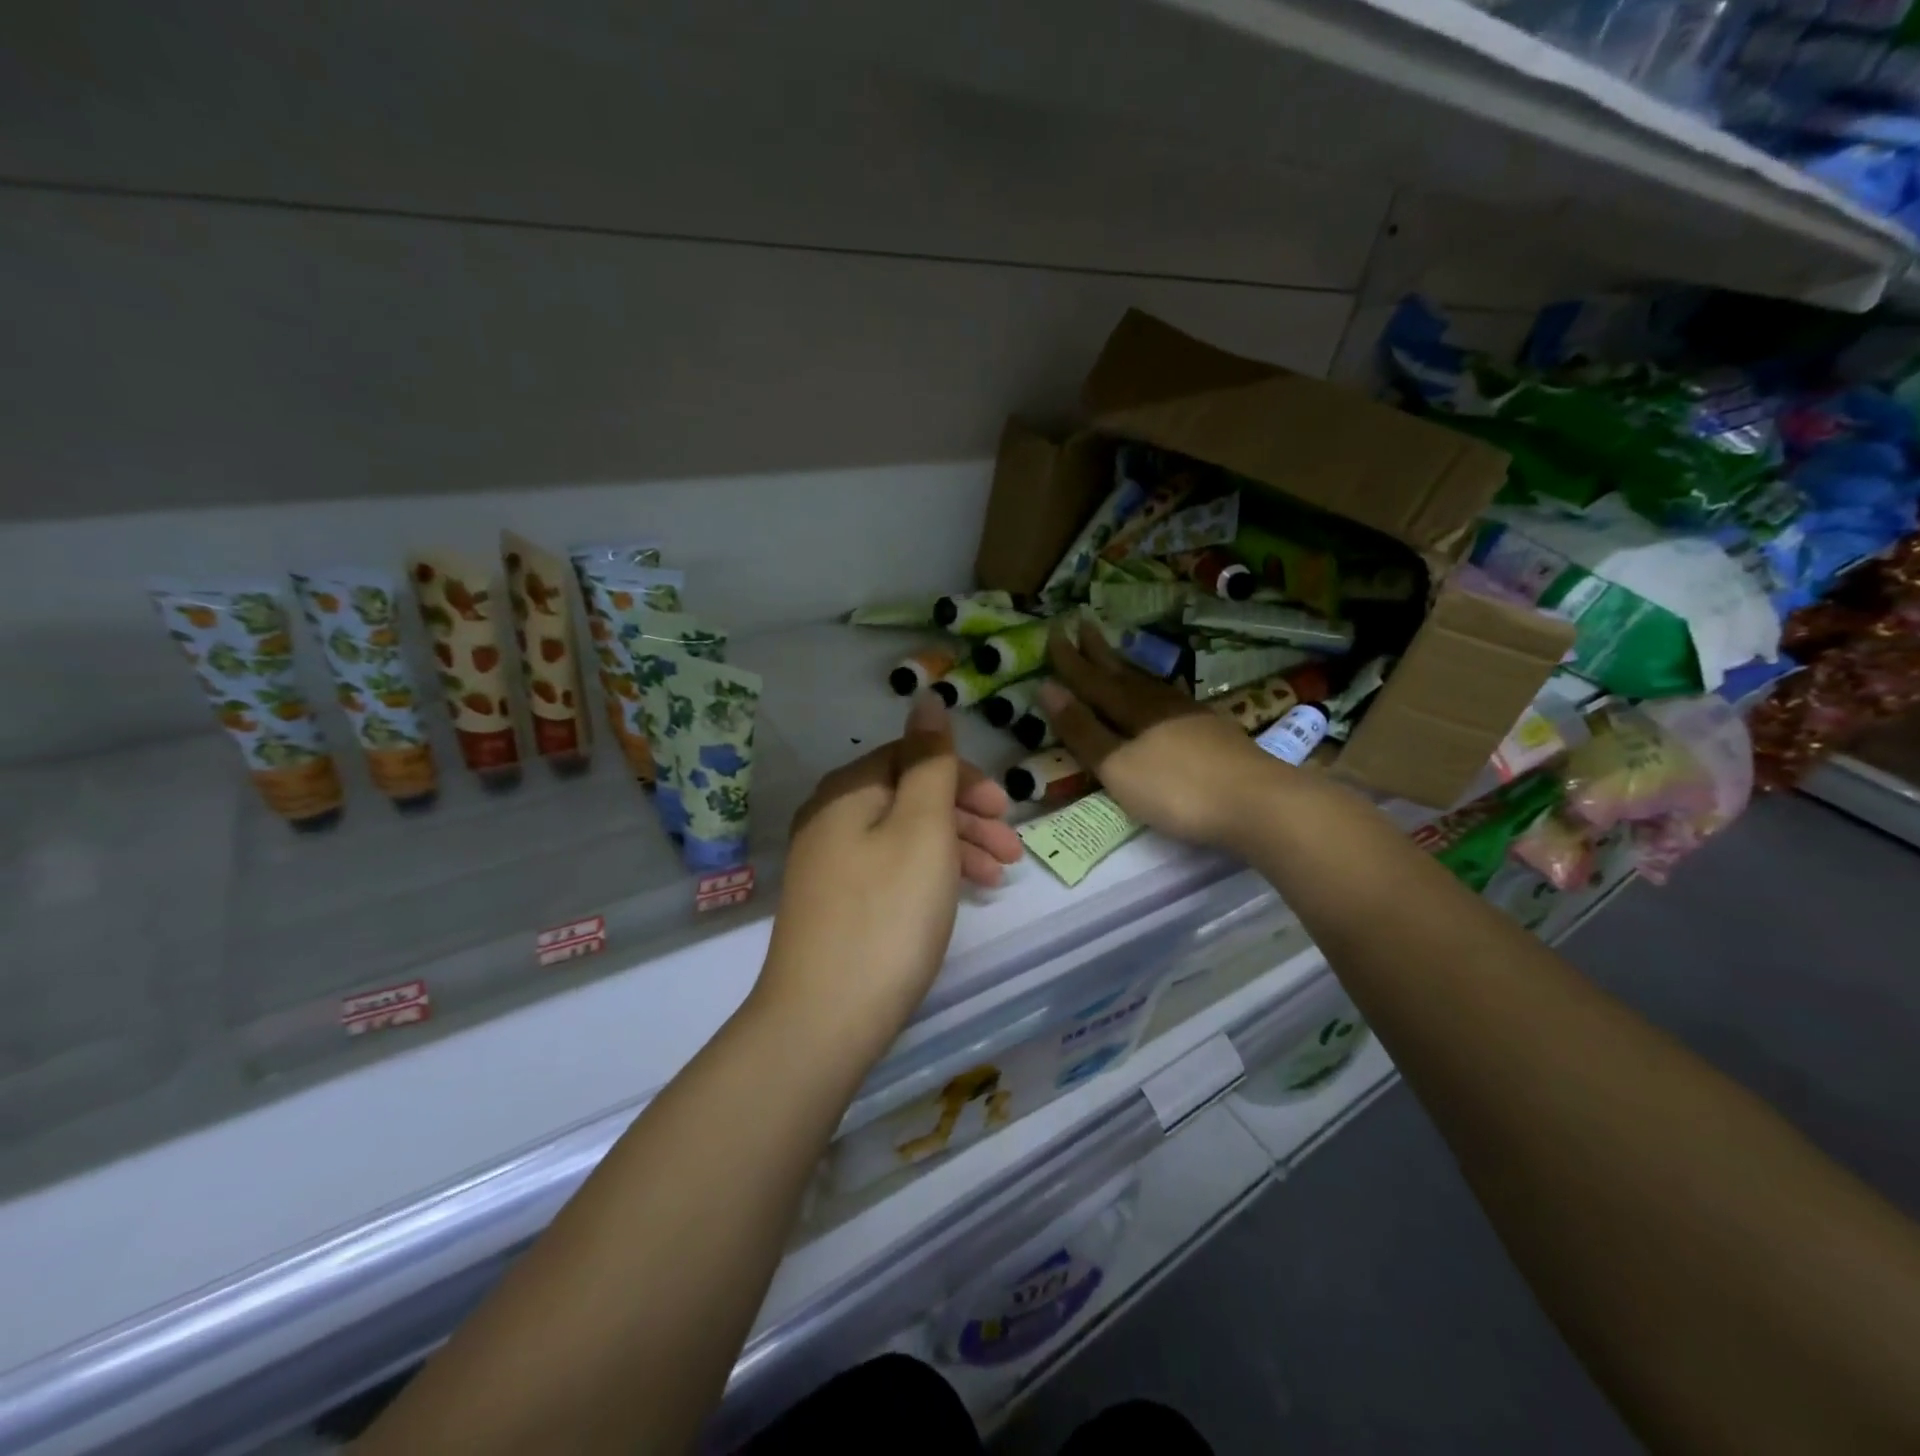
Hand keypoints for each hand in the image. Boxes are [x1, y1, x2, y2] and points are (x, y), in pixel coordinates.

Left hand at [760, 693, 1024, 1049]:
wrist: (823, 1020)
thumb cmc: (887, 914)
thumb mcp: (922, 827)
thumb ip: (930, 760)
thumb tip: (926, 696)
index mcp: (847, 791)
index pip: (912, 758)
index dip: (963, 778)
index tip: (1004, 811)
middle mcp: (830, 818)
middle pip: (909, 796)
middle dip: (965, 816)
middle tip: (1011, 850)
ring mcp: (827, 864)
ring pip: (903, 835)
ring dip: (954, 848)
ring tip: (997, 880)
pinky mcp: (834, 903)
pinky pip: (889, 868)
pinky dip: (928, 874)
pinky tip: (956, 897)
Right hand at [1041, 619, 1290, 853]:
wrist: (1258, 802)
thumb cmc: (1177, 789)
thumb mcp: (1118, 766)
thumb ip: (1083, 731)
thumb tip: (1047, 688)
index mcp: (1133, 710)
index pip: (1092, 680)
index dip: (1070, 660)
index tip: (1053, 632)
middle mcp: (1160, 704)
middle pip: (1122, 673)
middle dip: (1099, 652)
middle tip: (1082, 624)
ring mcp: (1191, 716)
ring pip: (1149, 683)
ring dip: (1127, 668)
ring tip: (1114, 658)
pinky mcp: (1213, 732)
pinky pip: (1170, 699)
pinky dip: (1154, 690)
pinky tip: (1160, 697)